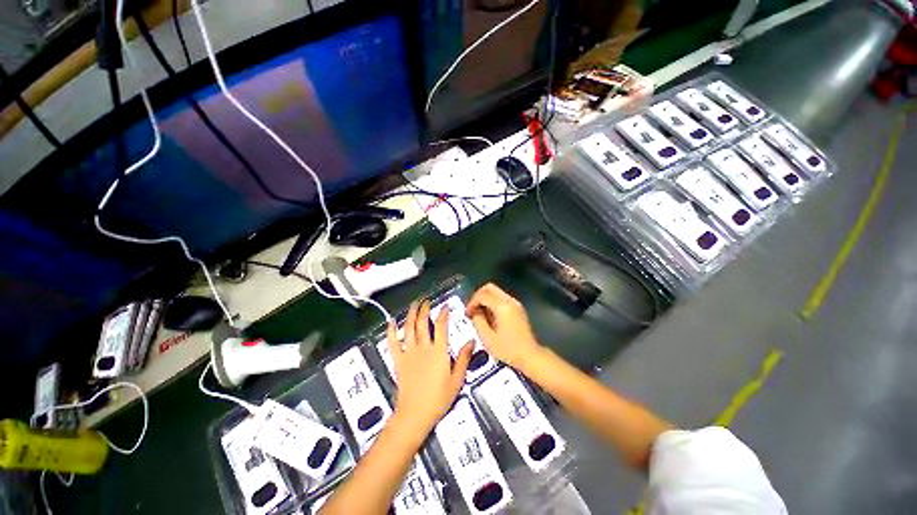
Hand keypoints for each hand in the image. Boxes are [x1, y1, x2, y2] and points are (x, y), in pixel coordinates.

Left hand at [387, 301, 473, 437]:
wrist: (415, 414)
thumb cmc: (438, 398)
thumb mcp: (457, 379)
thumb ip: (464, 358)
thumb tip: (471, 341)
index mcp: (438, 351)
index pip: (441, 326)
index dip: (443, 313)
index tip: (445, 306)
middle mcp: (423, 348)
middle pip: (422, 323)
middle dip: (424, 309)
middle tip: (426, 301)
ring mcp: (409, 353)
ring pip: (408, 328)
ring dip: (411, 314)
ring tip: (414, 304)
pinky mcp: (398, 360)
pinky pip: (393, 342)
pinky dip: (391, 330)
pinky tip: (391, 321)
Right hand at [465, 283, 541, 369]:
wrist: (530, 356)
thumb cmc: (508, 349)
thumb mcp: (487, 337)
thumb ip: (478, 321)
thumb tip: (475, 312)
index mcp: (502, 306)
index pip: (482, 295)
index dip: (471, 303)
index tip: (467, 314)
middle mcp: (510, 301)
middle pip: (490, 287)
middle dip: (478, 296)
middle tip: (472, 309)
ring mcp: (515, 304)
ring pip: (496, 292)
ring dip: (485, 299)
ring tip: (479, 314)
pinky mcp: (518, 309)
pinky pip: (502, 299)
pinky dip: (493, 303)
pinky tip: (489, 317)